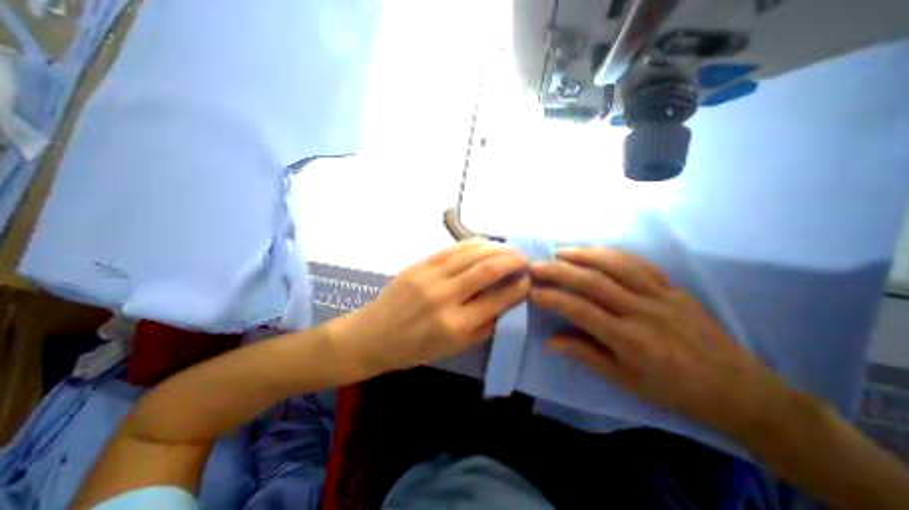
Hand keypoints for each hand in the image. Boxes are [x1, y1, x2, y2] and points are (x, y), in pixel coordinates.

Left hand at [328, 240, 529, 373]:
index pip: (497, 300)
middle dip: (511, 261)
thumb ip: (483, 327)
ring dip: (495, 249)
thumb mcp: (453, 349)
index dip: (518, 288)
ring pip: (470, 254)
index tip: (529, 281)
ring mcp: (429, 277)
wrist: (372, 336)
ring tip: (509, 249)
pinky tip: (484, 243)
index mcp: (455, 326)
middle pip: (486, 270)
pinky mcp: (418, 265)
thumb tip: (507, 304)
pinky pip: (451, 249)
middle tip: (525, 259)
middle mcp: (444, 298)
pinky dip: (472, 244)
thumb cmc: (414, 349)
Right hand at [530, 249, 785, 434]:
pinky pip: (640, 263)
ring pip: (617, 265)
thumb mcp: (624, 380)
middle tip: (536, 265)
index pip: (581, 310)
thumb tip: (550, 342)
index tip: (532, 291)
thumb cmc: (674, 390)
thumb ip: (585, 355)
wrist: (740, 390)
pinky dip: (613, 253)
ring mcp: (661, 295)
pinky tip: (597, 251)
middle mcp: (643, 311)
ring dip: (584, 254)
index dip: (553, 298)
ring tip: (560, 251)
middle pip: (594, 282)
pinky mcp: (673, 287)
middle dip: (560, 271)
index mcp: (630, 339)